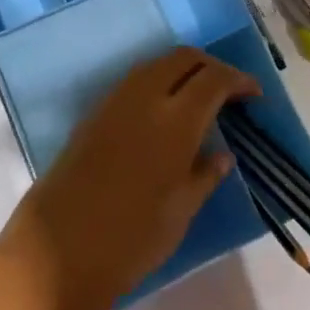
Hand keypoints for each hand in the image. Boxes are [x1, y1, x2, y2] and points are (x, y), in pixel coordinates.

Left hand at [0, 47, 257, 309]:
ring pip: (156, 64)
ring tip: (199, 99)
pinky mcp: (93, 113)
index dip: (238, 80)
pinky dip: (157, 82)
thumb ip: (204, 176)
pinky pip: (134, 81)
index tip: (254, 94)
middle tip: (228, 91)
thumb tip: (222, 154)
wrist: (56, 252)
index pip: (213, 79)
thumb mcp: (179, 215)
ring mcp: (114, 102)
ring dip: (182, 70)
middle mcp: (144, 98)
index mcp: (174, 122)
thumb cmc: (128, 241)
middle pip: (183, 58)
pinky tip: (164, 112)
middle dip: (210, 66)